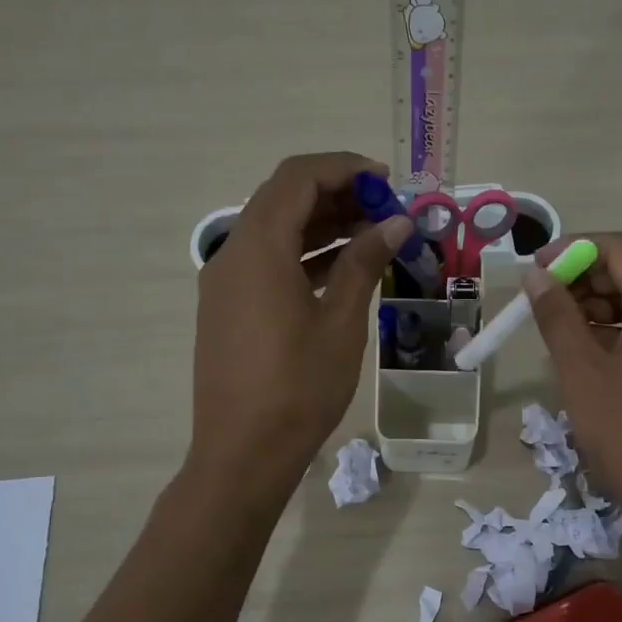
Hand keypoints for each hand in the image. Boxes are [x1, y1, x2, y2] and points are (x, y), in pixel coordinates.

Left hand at [191, 153, 412, 493]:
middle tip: (386, 209)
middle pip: (284, 199)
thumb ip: (364, 263)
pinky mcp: (229, 307)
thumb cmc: (298, 387)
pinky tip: (344, 268)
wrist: (243, 453)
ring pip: (276, 230)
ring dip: (323, 224)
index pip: (298, 178)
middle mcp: (233, 254)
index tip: (387, 183)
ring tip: (375, 235)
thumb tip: (395, 223)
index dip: (344, 169)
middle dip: (337, 194)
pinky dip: (305, 254)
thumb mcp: (341, 322)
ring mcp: (226, 282)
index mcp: (258, 248)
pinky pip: (268, 262)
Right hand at [522, 233, 621, 542]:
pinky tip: (580, 356)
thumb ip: (556, 316)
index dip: (575, 248)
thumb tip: (536, 275)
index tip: (536, 268)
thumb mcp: (580, 370)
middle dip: (582, 278)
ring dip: (593, 307)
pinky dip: (610, 333)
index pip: (621, 249)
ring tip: (554, 329)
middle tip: (540, 301)